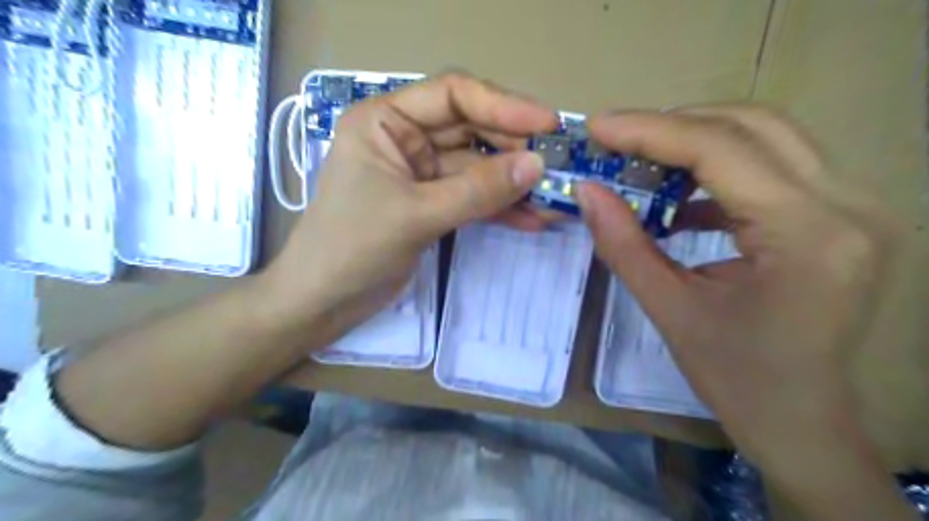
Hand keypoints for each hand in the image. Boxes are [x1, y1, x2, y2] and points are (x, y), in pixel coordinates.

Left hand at [262, 76, 556, 336]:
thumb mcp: (416, 214)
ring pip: (477, 169)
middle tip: (558, 167)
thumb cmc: (352, 247)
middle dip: (514, 150)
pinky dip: (500, 209)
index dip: (503, 106)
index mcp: (384, 121)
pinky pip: (472, 198)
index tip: (548, 125)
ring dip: (513, 185)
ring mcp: (420, 174)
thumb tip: (537, 166)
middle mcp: (404, 139)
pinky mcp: (431, 204)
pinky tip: (531, 219)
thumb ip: (477, 190)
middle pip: (471, 131)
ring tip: (553, 201)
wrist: (323, 301)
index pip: (453, 95)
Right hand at [578, 106, 916, 515]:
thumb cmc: (736, 379)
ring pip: (768, 137)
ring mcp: (855, 207)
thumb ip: (623, 245)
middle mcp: (847, 206)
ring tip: (644, 165)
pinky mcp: (843, 217)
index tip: (598, 126)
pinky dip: (720, 171)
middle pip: (752, 125)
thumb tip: (586, 191)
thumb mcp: (669, 311)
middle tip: (619, 142)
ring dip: (698, 143)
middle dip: (673, 126)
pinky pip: (775, 168)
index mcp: (807, 235)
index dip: (650, 130)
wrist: (802, 422)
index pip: (720, 150)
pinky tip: (682, 200)